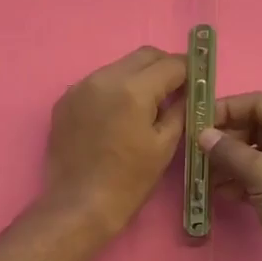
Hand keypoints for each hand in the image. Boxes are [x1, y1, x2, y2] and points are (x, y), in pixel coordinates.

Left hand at [42, 47, 187, 234]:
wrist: (79, 204)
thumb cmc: (128, 180)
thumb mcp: (164, 145)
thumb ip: (179, 109)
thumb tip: (187, 91)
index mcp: (133, 89)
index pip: (170, 63)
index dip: (188, 70)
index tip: (196, 80)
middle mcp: (104, 78)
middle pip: (143, 56)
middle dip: (164, 67)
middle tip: (175, 89)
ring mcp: (80, 87)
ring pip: (119, 66)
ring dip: (137, 77)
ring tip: (146, 104)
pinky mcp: (65, 100)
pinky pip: (97, 83)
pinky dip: (113, 89)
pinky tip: (118, 114)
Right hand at [200, 92, 261, 260]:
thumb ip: (230, 151)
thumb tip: (203, 135)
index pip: (259, 104)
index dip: (225, 109)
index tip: (194, 122)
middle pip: (256, 128)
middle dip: (225, 140)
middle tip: (195, 153)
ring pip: (256, 155)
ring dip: (228, 163)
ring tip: (201, 176)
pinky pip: (261, 178)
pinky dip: (240, 181)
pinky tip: (217, 192)